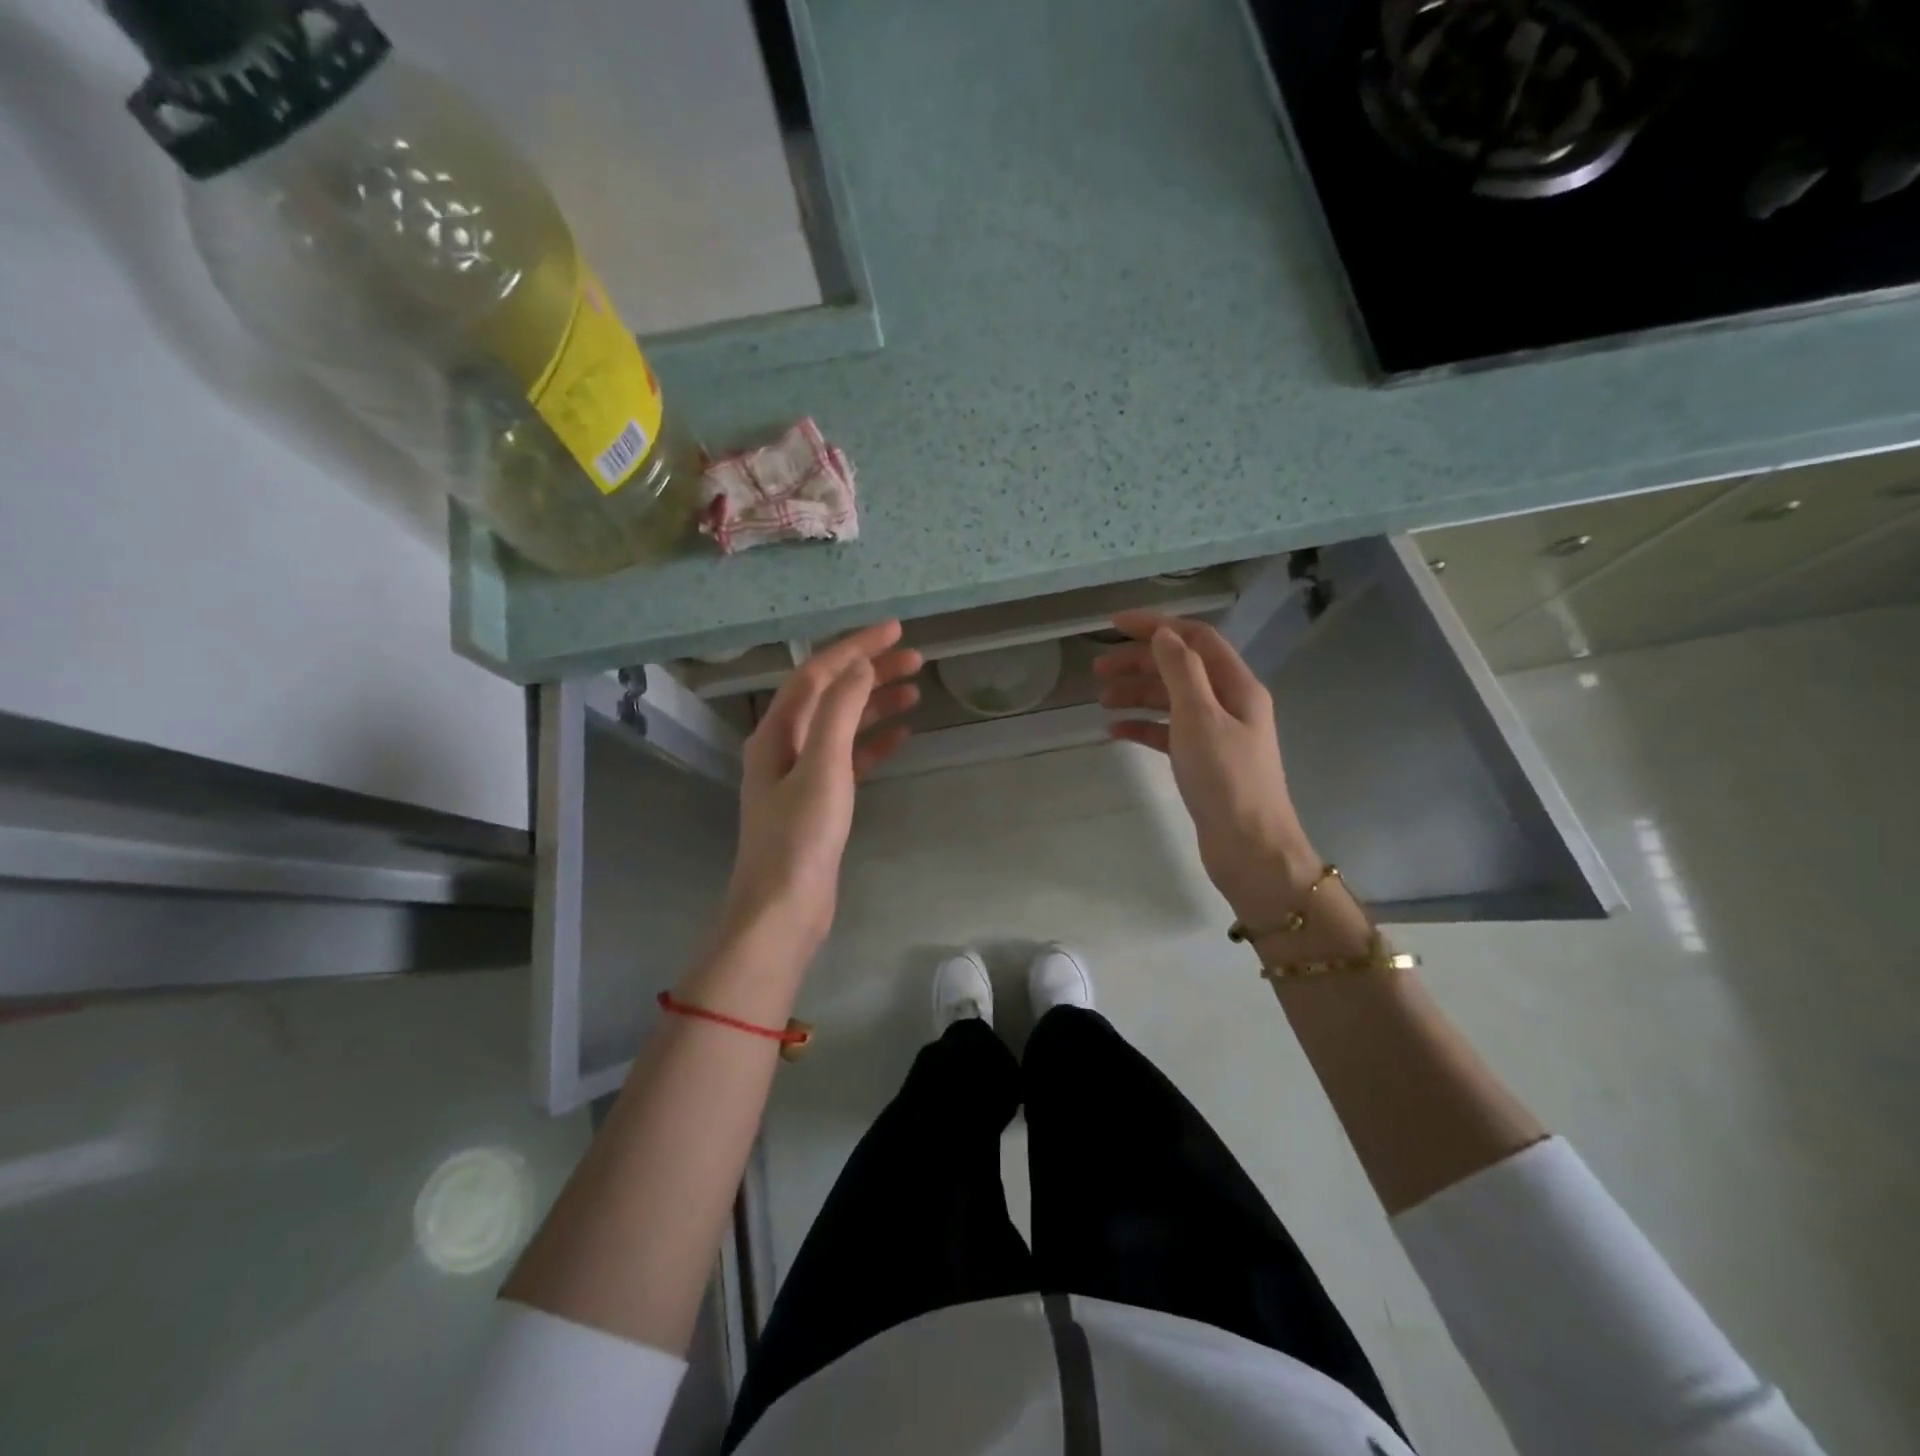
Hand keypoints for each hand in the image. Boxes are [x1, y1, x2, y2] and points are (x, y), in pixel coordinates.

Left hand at [721, 621, 921, 951]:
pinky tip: (902, 734)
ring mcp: (802, 774)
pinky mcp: (821, 800)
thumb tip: (860, 666)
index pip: (817, 674)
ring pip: (843, 724)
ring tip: (916, 689)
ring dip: (876, 704)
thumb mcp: (821, 767)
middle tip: (915, 658)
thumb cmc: (799, 838)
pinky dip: (875, 742)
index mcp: (777, 732)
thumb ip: (839, 712)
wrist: (783, 909)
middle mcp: (785, 745)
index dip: (855, 648)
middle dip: (870, 672)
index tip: (895, 630)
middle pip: (831, 694)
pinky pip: (850, 758)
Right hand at [1095, 611, 1319, 920]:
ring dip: (1138, 693)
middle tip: (1098, 669)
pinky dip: (1143, 726)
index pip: (1196, 639)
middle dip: (1140, 662)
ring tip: (1102, 700)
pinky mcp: (1203, 761)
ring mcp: (1217, 733)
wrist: (1250, 848)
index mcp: (1237, 686)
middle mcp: (1230, 703)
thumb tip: (1164, 633)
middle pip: (1181, 667)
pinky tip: (1116, 731)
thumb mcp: (1200, 718)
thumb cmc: (1225, 779)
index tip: (1114, 625)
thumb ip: (1181, 671)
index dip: (1156, 626)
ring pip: (1172, 700)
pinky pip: (1168, 732)